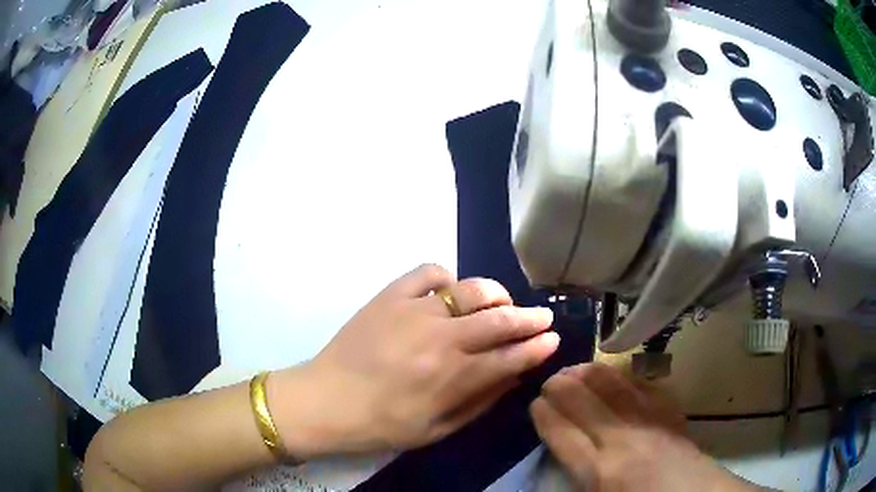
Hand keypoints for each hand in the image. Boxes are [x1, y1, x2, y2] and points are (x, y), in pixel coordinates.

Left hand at [271, 264, 558, 456]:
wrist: (326, 400)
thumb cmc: (382, 424)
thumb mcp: (437, 429)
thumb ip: (479, 402)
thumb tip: (514, 376)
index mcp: (451, 378)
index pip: (510, 357)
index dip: (537, 347)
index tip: (553, 339)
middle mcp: (440, 339)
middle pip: (499, 320)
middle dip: (529, 318)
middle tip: (543, 316)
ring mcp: (413, 311)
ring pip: (470, 290)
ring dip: (496, 294)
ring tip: (503, 301)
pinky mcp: (389, 296)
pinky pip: (428, 273)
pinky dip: (447, 277)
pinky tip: (450, 291)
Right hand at [531, 363, 760, 491]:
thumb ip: (577, 480)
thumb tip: (562, 456)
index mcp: (599, 472)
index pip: (562, 434)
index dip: (545, 415)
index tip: (535, 403)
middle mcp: (621, 440)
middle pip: (585, 403)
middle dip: (562, 386)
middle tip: (550, 379)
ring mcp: (650, 423)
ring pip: (614, 387)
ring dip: (591, 373)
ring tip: (577, 366)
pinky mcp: (671, 414)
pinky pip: (644, 387)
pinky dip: (626, 377)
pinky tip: (617, 373)